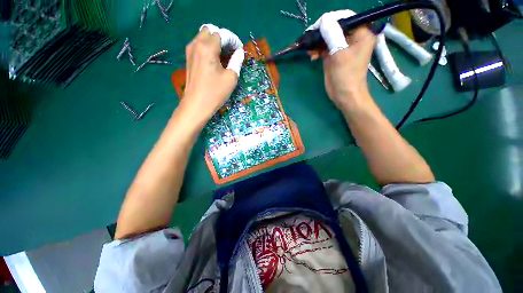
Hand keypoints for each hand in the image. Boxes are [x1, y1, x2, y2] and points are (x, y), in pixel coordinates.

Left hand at [181, 24, 244, 119]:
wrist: (196, 105)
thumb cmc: (215, 92)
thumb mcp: (231, 78)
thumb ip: (236, 61)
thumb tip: (239, 52)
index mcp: (207, 48)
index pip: (222, 34)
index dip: (233, 40)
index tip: (239, 50)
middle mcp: (196, 45)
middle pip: (210, 31)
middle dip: (222, 38)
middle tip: (230, 51)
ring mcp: (190, 51)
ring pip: (203, 37)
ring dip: (215, 42)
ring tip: (224, 56)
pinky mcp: (188, 58)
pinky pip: (199, 45)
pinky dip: (208, 48)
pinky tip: (215, 61)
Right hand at [308, 11, 375, 110]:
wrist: (344, 95)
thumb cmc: (346, 76)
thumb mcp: (339, 54)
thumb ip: (332, 34)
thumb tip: (323, 20)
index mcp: (361, 33)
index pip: (344, 18)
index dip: (330, 20)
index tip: (316, 28)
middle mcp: (353, 37)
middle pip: (335, 27)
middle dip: (321, 33)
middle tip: (310, 40)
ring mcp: (343, 47)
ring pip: (328, 37)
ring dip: (317, 43)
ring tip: (310, 51)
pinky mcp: (335, 55)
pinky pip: (325, 47)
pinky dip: (317, 50)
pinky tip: (312, 56)